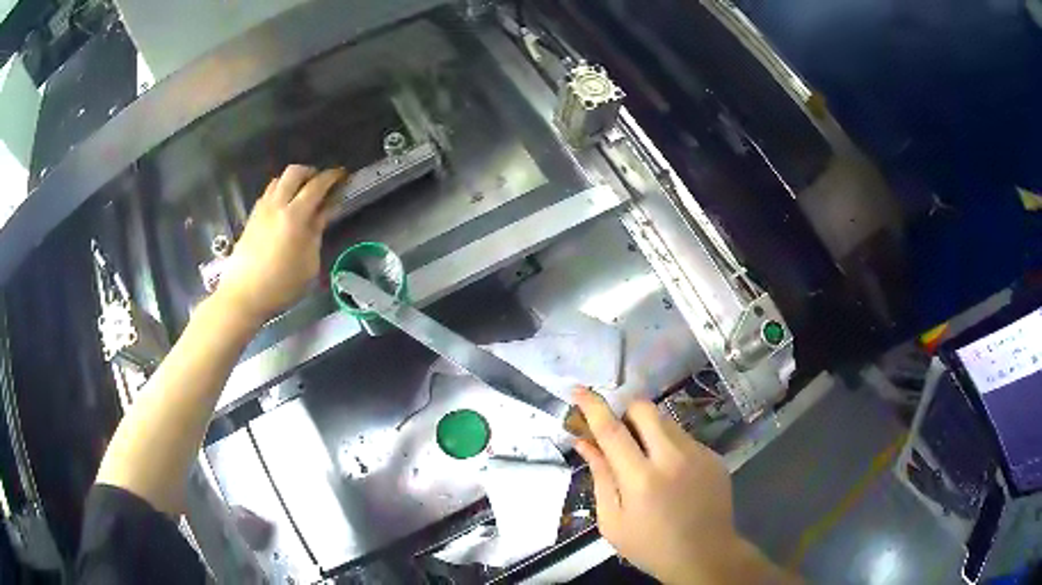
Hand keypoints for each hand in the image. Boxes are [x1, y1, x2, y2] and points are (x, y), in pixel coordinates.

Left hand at [216, 165, 346, 322]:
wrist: (243, 295)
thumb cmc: (281, 285)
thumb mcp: (308, 264)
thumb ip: (316, 233)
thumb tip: (322, 213)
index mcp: (294, 216)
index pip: (316, 186)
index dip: (331, 177)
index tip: (342, 175)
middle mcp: (276, 205)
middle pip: (294, 172)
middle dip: (311, 172)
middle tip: (321, 182)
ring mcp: (261, 210)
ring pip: (278, 180)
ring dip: (293, 181)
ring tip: (302, 194)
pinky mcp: (252, 219)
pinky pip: (268, 194)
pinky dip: (280, 192)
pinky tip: (284, 208)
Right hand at [573, 388, 791, 584]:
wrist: (705, 555)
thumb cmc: (650, 545)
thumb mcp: (612, 521)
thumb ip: (600, 477)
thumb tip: (584, 442)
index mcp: (641, 479)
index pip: (611, 429)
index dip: (592, 405)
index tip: (578, 390)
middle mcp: (673, 458)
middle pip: (644, 409)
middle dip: (625, 412)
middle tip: (618, 434)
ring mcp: (698, 454)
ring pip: (666, 421)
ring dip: (648, 430)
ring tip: (646, 460)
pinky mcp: (714, 457)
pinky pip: (684, 438)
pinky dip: (669, 446)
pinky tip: (671, 475)